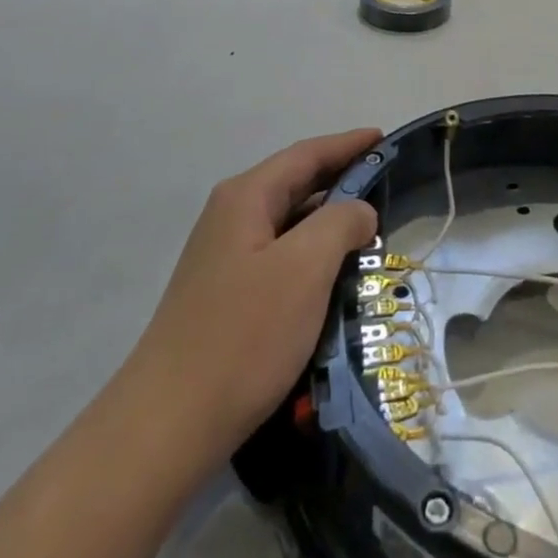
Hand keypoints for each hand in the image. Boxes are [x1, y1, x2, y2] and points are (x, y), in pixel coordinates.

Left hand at [125, 128, 381, 473]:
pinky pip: (279, 257)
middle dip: (340, 179)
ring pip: (288, 224)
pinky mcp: (226, 294)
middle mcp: (231, 217)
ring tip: (370, 229)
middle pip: (295, 184)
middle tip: (386, 183)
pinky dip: (312, 255)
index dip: (347, 144)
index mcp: (246, 197)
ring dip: (328, 222)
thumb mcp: (305, 268)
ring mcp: (225, 257)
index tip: (382, 136)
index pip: (306, 155)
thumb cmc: (244, 334)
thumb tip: (359, 210)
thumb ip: (340, 224)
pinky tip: (334, 275)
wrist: (171, 421)